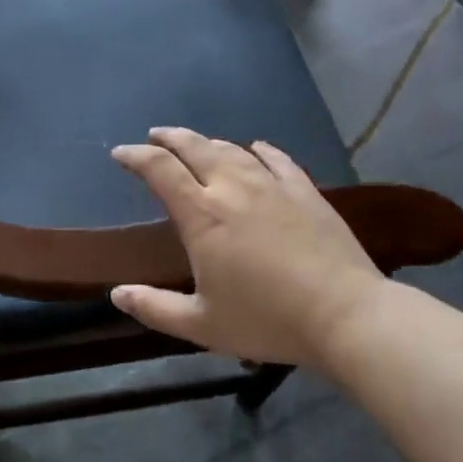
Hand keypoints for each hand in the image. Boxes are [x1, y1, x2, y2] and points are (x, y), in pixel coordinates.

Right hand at [108, 128, 384, 366]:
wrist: (346, 316)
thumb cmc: (268, 321)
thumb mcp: (202, 325)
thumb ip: (155, 308)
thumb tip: (116, 295)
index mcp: (202, 214)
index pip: (159, 169)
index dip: (135, 156)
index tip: (120, 153)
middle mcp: (232, 188)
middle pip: (193, 146)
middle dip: (169, 137)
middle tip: (155, 136)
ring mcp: (271, 185)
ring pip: (231, 149)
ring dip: (207, 142)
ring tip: (196, 144)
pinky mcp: (304, 191)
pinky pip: (276, 158)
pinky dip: (259, 149)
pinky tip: (256, 147)